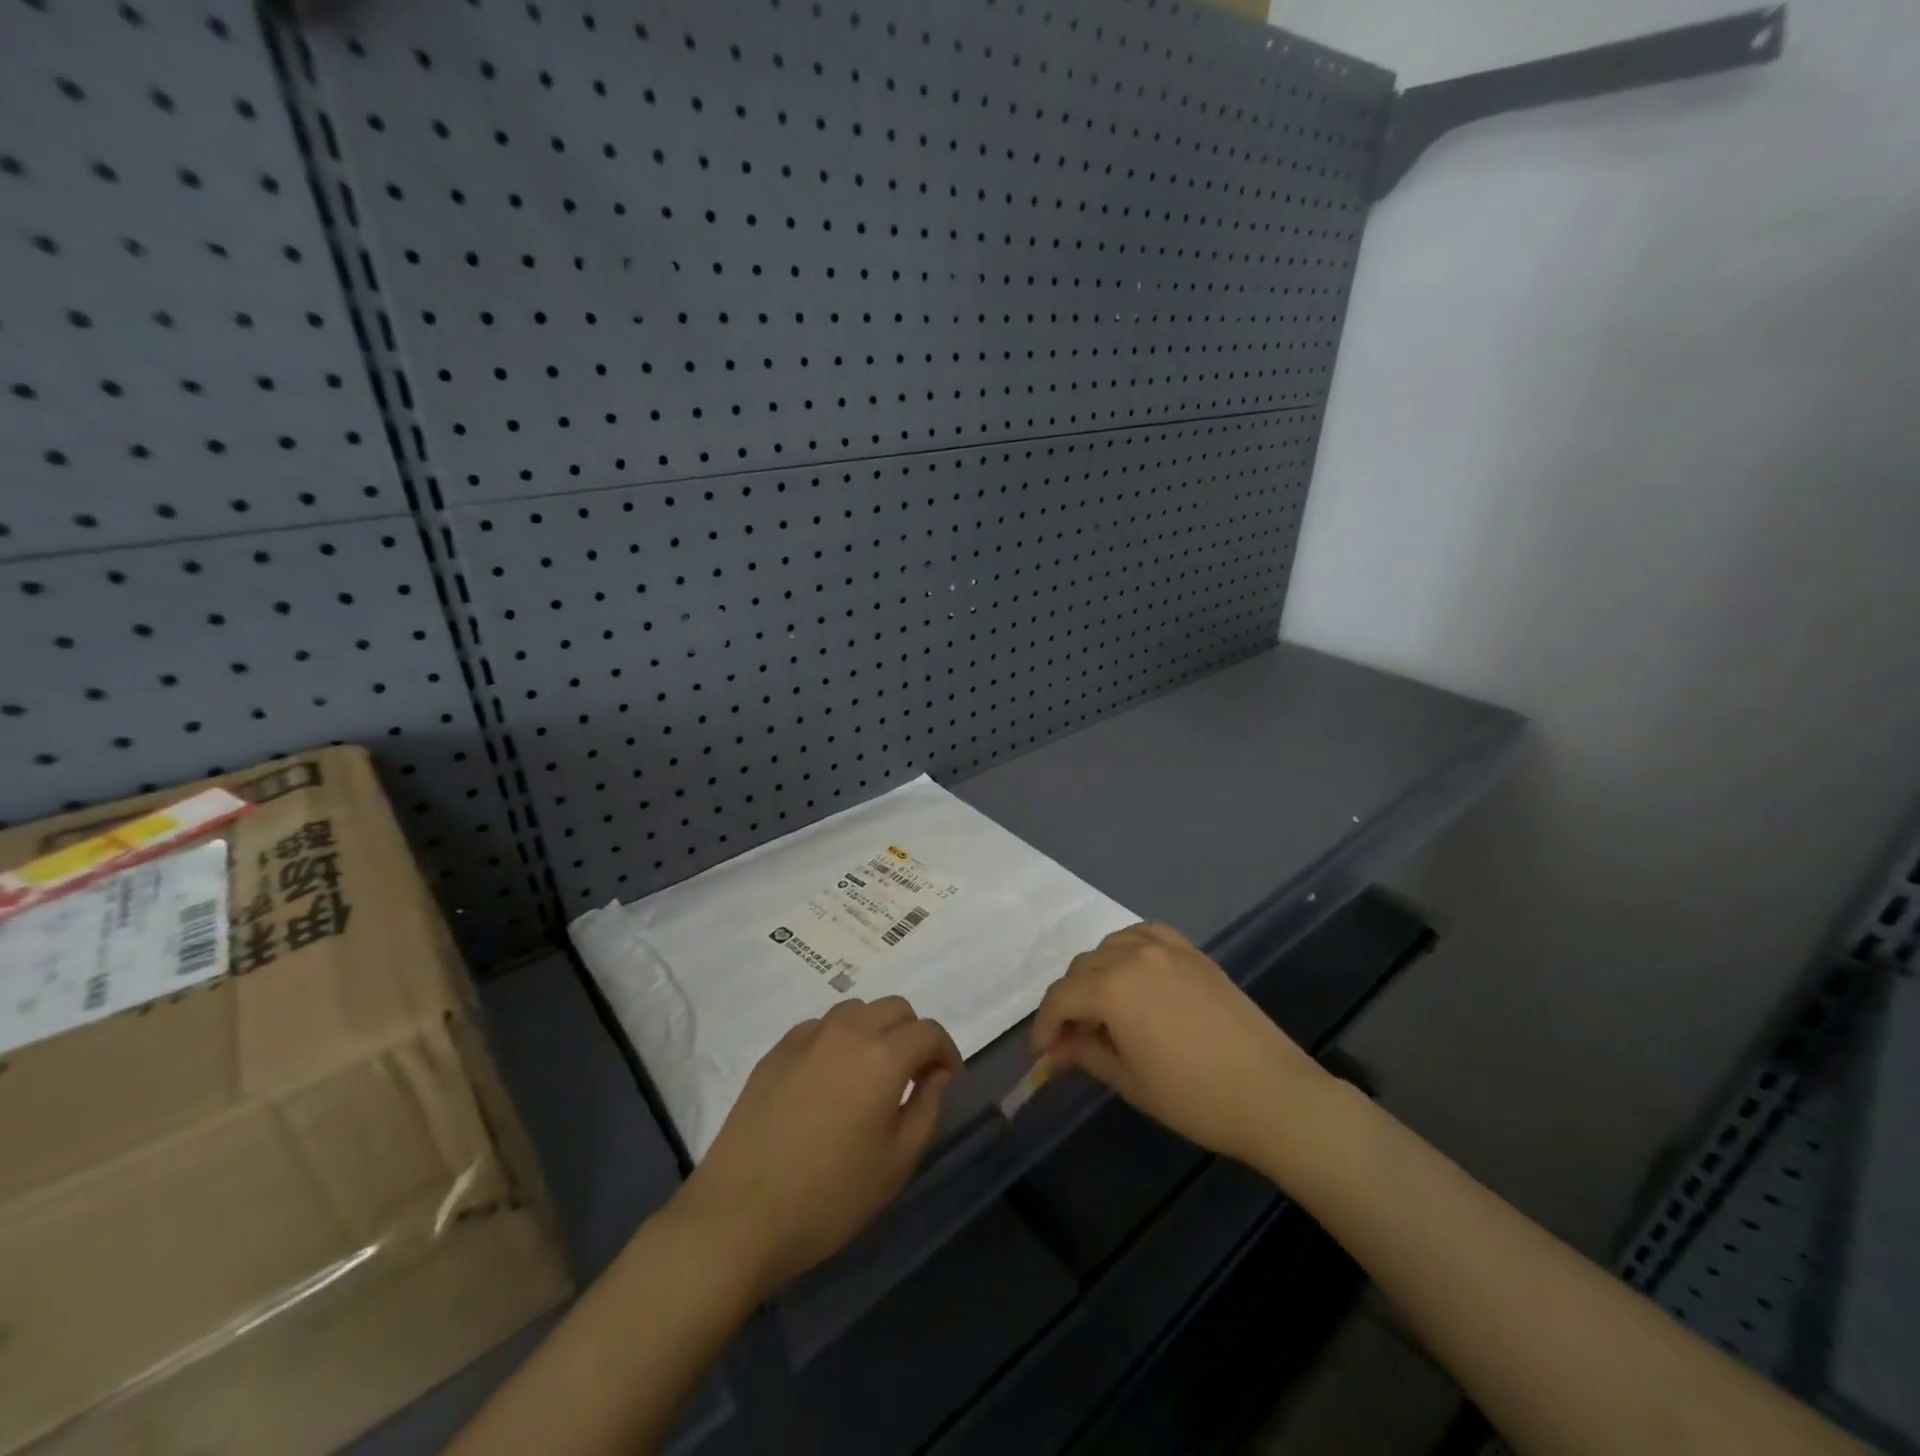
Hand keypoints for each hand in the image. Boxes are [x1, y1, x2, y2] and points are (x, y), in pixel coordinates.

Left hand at [674, 996, 961, 1297]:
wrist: (739, 1215)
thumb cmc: (830, 1197)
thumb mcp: (897, 1163)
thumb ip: (927, 1108)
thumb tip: (936, 1075)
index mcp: (883, 1055)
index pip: (928, 1031)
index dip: (946, 1051)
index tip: (947, 1079)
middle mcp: (847, 1031)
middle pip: (894, 1008)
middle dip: (912, 1035)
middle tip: (912, 1076)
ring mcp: (806, 1037)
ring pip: (855, 1011)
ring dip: (875, 1030)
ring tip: (870, 1073)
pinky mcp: (775, 1051)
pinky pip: (819, 1027)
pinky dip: (838, 1040)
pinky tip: (829, 1079)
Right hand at [1031, 921, 1327, 1166]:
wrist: (1273, 1094)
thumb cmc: (1194, 1097)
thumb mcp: (1129, 1081)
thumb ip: (1085, 1054)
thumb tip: (1057, 1050)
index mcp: (1113, 987)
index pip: (1062, 997)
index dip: (1044, 1025)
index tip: (1041, 1053)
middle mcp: (1134, 955)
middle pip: (1082, 968)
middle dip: (1068, 1001)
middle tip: (1069, 1038)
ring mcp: (1167, 949)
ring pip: (1111, 946)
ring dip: (1096, 973)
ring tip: (1101, 1007)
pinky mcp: (1193, 953)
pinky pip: (1146, 934)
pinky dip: (1129, 948)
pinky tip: (1132, 972)